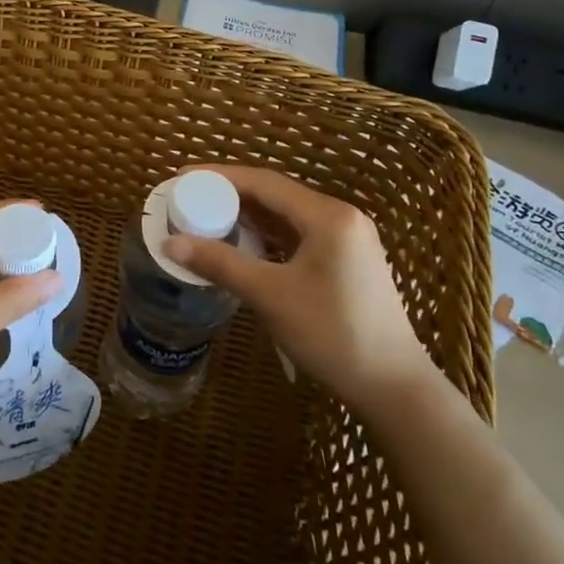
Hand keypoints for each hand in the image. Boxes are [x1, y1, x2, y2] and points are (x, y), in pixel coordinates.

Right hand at [164, 165, 428, 405]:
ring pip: (287, 216)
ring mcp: (348, 239)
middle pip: (275, 194)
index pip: (263, 182)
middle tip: (190, 199)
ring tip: (208, 218)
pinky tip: (243, 244)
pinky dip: (268, 236)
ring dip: (249, 216)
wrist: (394, 387)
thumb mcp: (270, 296)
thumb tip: (169, 242)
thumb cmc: (333, 334)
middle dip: (231, 195)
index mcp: (327, 215)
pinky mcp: (347, 260)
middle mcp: (340, 217)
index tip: (183, 176)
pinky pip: (299, 235)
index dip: (219, 176)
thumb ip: (220, 263)